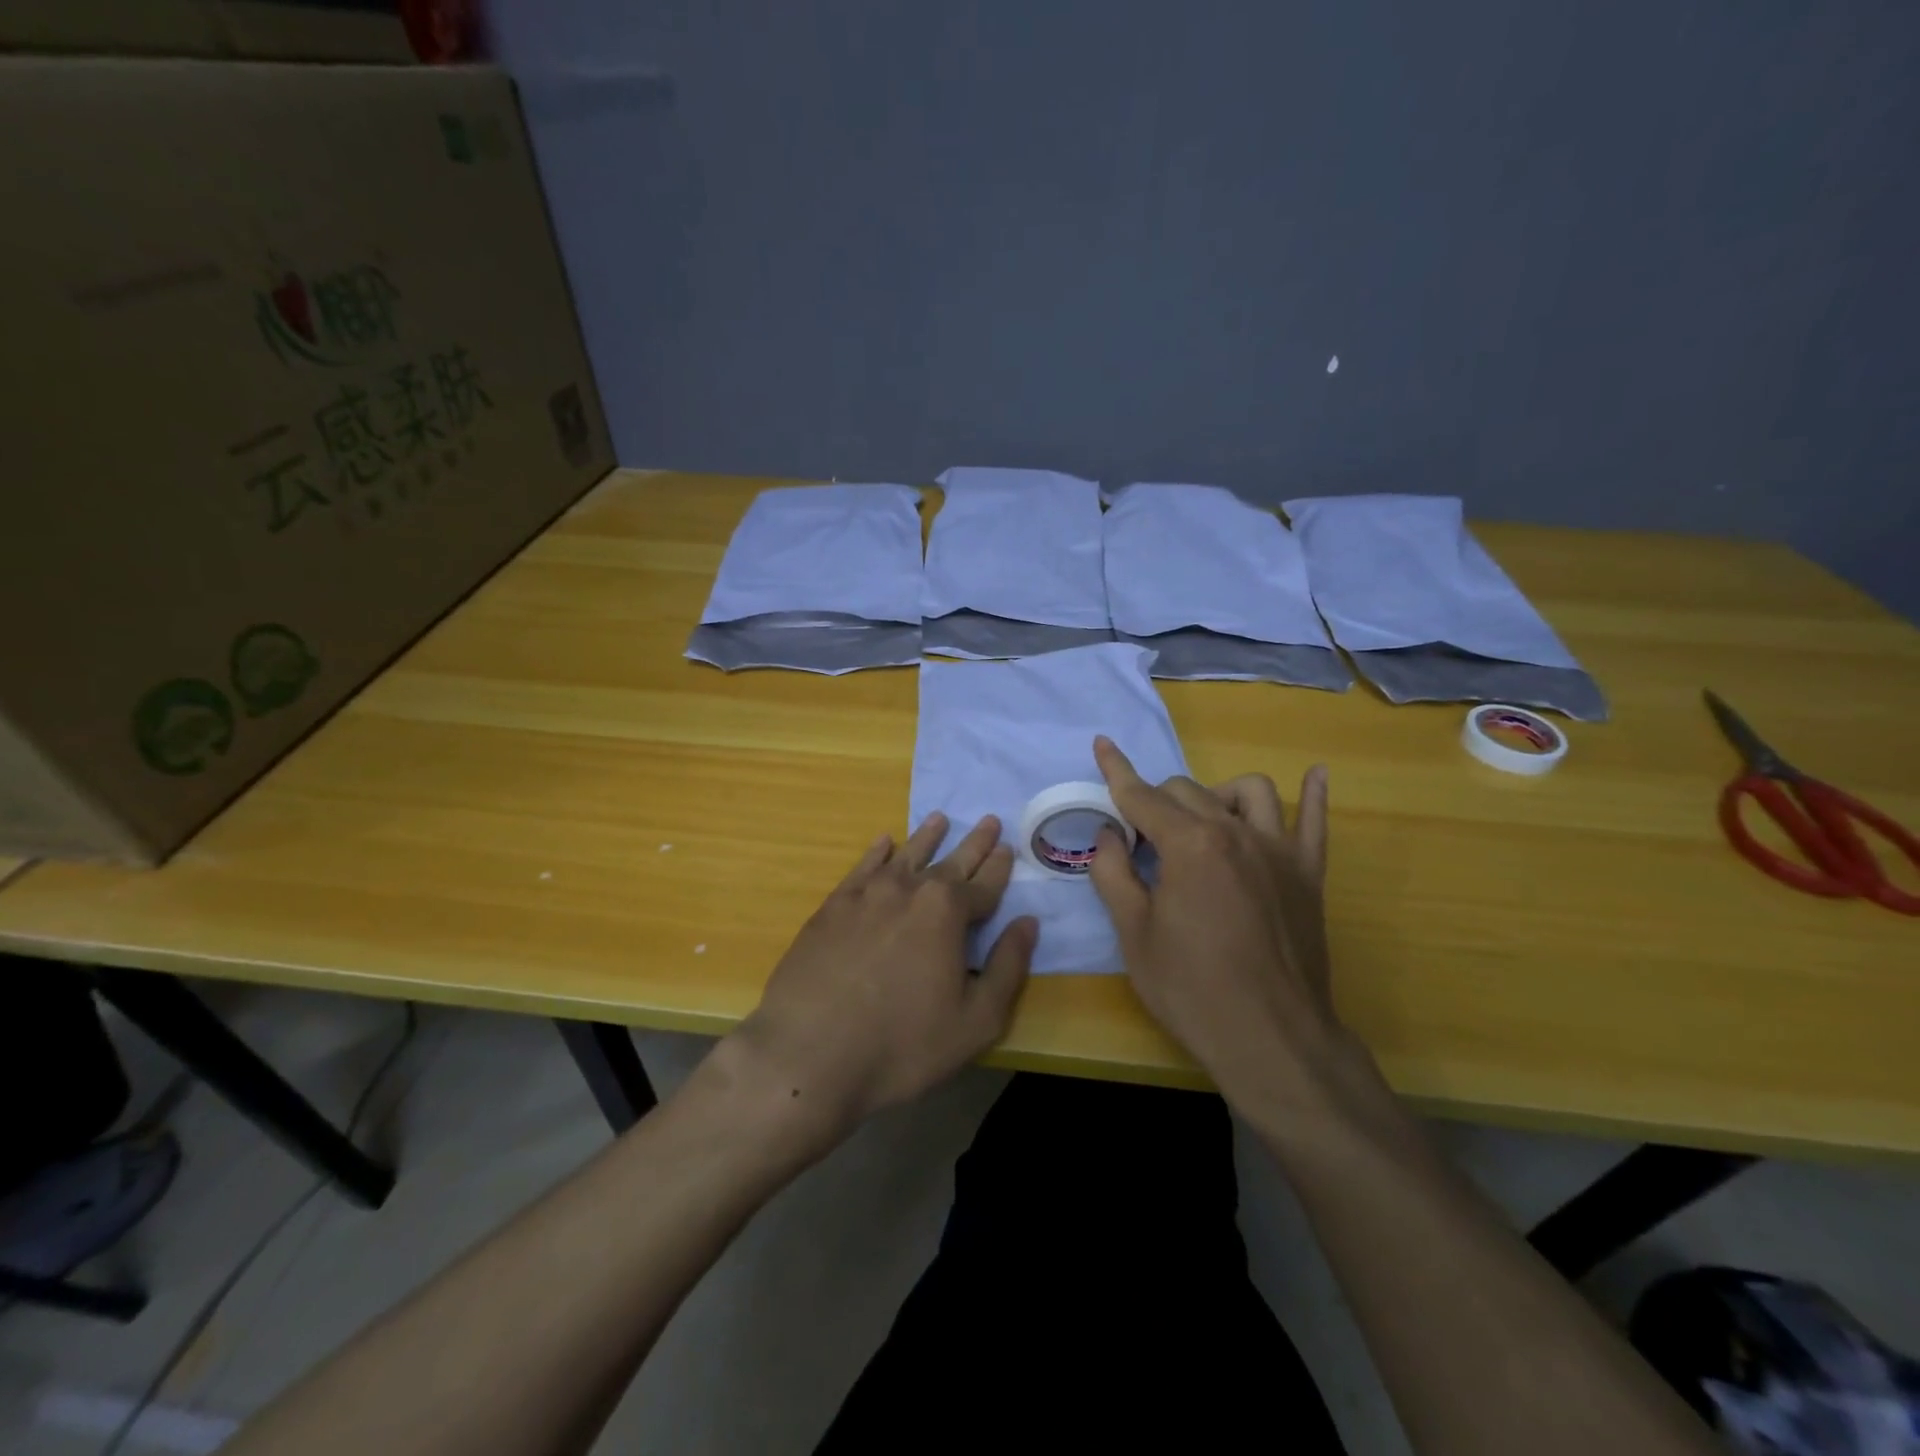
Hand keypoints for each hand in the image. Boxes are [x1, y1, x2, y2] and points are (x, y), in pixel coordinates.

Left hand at [728, 813, 1036, 1138]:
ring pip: (905, 855)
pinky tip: (883, 843)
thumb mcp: (975, 1021)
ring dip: (926, 837)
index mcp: (948, 913)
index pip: (983, 885)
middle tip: (988, 820)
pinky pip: (862, 868)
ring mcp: (866, 895)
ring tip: (940, 819)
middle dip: (973, 843)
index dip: (999, 868)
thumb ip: (1008, 968)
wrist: (807, 1053)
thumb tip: (1027, 922)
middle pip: (949, 861)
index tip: (1008, 847)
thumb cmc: (901, 1045)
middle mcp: (909, 890)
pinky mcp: (832, 907)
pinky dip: (876, 852)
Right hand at [1089, 736, 1354, 1112]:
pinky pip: (1315, 821)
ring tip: (1201, 825)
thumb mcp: (1133, 935)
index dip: (1116, 772)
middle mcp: (1235, 832)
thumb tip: (1109, 835)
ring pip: (1248, 791)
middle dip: (1155, 803)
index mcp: (1188, 845)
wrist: (1272, 1040)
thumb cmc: (1192, 989)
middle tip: (1138, 841)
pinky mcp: (1308, 874)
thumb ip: (1113, 874)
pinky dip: (1313, 795)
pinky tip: (1315, 775)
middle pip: (1187, 791)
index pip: (1142, 797)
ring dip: (1217, 795)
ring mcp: (1279, 850)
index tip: (1101, 744)